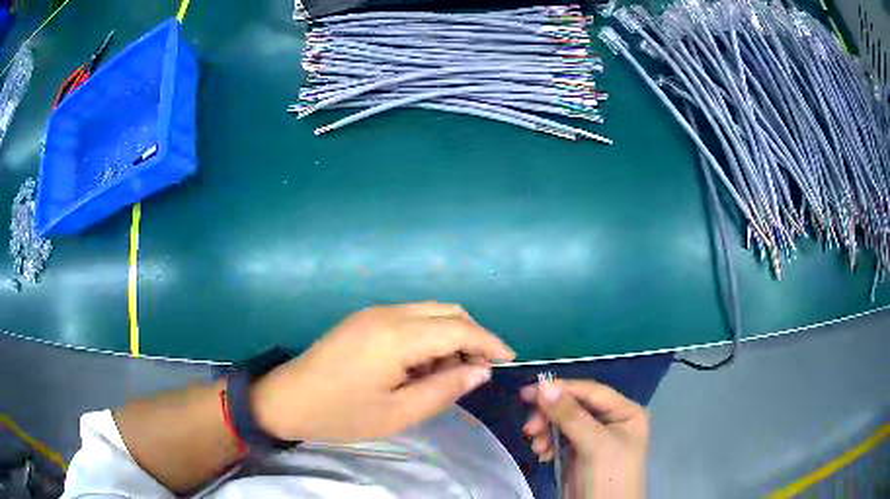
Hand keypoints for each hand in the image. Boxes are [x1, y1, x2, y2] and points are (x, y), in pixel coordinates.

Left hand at [251, 302, 514, 441]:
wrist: (286, 400)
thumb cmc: (340, 414)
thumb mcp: (397, 414)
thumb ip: (444, 390)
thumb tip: (480, 372)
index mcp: (396, 336)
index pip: (458, 328)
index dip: (489, 342)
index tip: (508, 361)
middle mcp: (387, 313)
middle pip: (446, 311)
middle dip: (472, 336)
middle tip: (478, 370)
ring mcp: (373, 313)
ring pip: (429, 312)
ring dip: (450, 335)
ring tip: (451, 372)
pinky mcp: (364, 319)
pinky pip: (410, 318)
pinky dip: (428, 336)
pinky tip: (423, 365)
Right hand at [521, 380, 648, 498]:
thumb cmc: (609, 475)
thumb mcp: (594, 444)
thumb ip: (570, 415)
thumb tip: (543, 385)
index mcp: (625, 412)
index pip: (591, 392)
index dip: (562, 388)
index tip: (529, 391)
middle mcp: (612, 421)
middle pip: (575, 407)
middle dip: (551, 416)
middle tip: (530, 428)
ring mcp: (595, 437)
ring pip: (564, 422)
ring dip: (547, 431)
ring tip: (537, 447)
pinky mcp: (580, 453)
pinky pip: (560, 438)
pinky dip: (548, 443)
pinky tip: (543, 454)